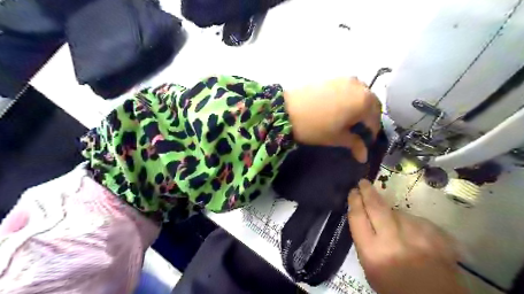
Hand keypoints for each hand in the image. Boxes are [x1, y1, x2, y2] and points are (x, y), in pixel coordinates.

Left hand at [283, 76, 380, 161]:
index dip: (372, 132)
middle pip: (370, 103)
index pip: (375, 119)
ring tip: (349, 118)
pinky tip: (338, 107)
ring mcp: (344, 79)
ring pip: (359, 93)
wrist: (286, 110)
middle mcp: (359, 85)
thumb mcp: (337, 138)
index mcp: (364, 101)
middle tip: (359, 129)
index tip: (366, 141)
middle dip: (368, 116)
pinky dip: (348, 98)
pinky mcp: (331, 77)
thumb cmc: (315, 127)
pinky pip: (347, 88)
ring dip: (359, 105)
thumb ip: (354, 144)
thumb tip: (364, 157)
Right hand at [347, 179, 466, 293]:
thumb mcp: (370, 268)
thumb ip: (365, 242)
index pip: (358, 217)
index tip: (353, 192)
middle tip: (363, 183)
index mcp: (373, 252)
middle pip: (376, 206)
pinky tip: (414, 236)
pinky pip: (417, 220)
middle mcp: (393, 240)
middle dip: (367, 191)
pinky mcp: (437, 236)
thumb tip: (364, 218)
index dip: (354, 201)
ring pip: (398, 213)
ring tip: (397, 231)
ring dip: (393, 215)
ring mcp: (417, 236)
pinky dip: (412, 224)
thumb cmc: (395, 288)